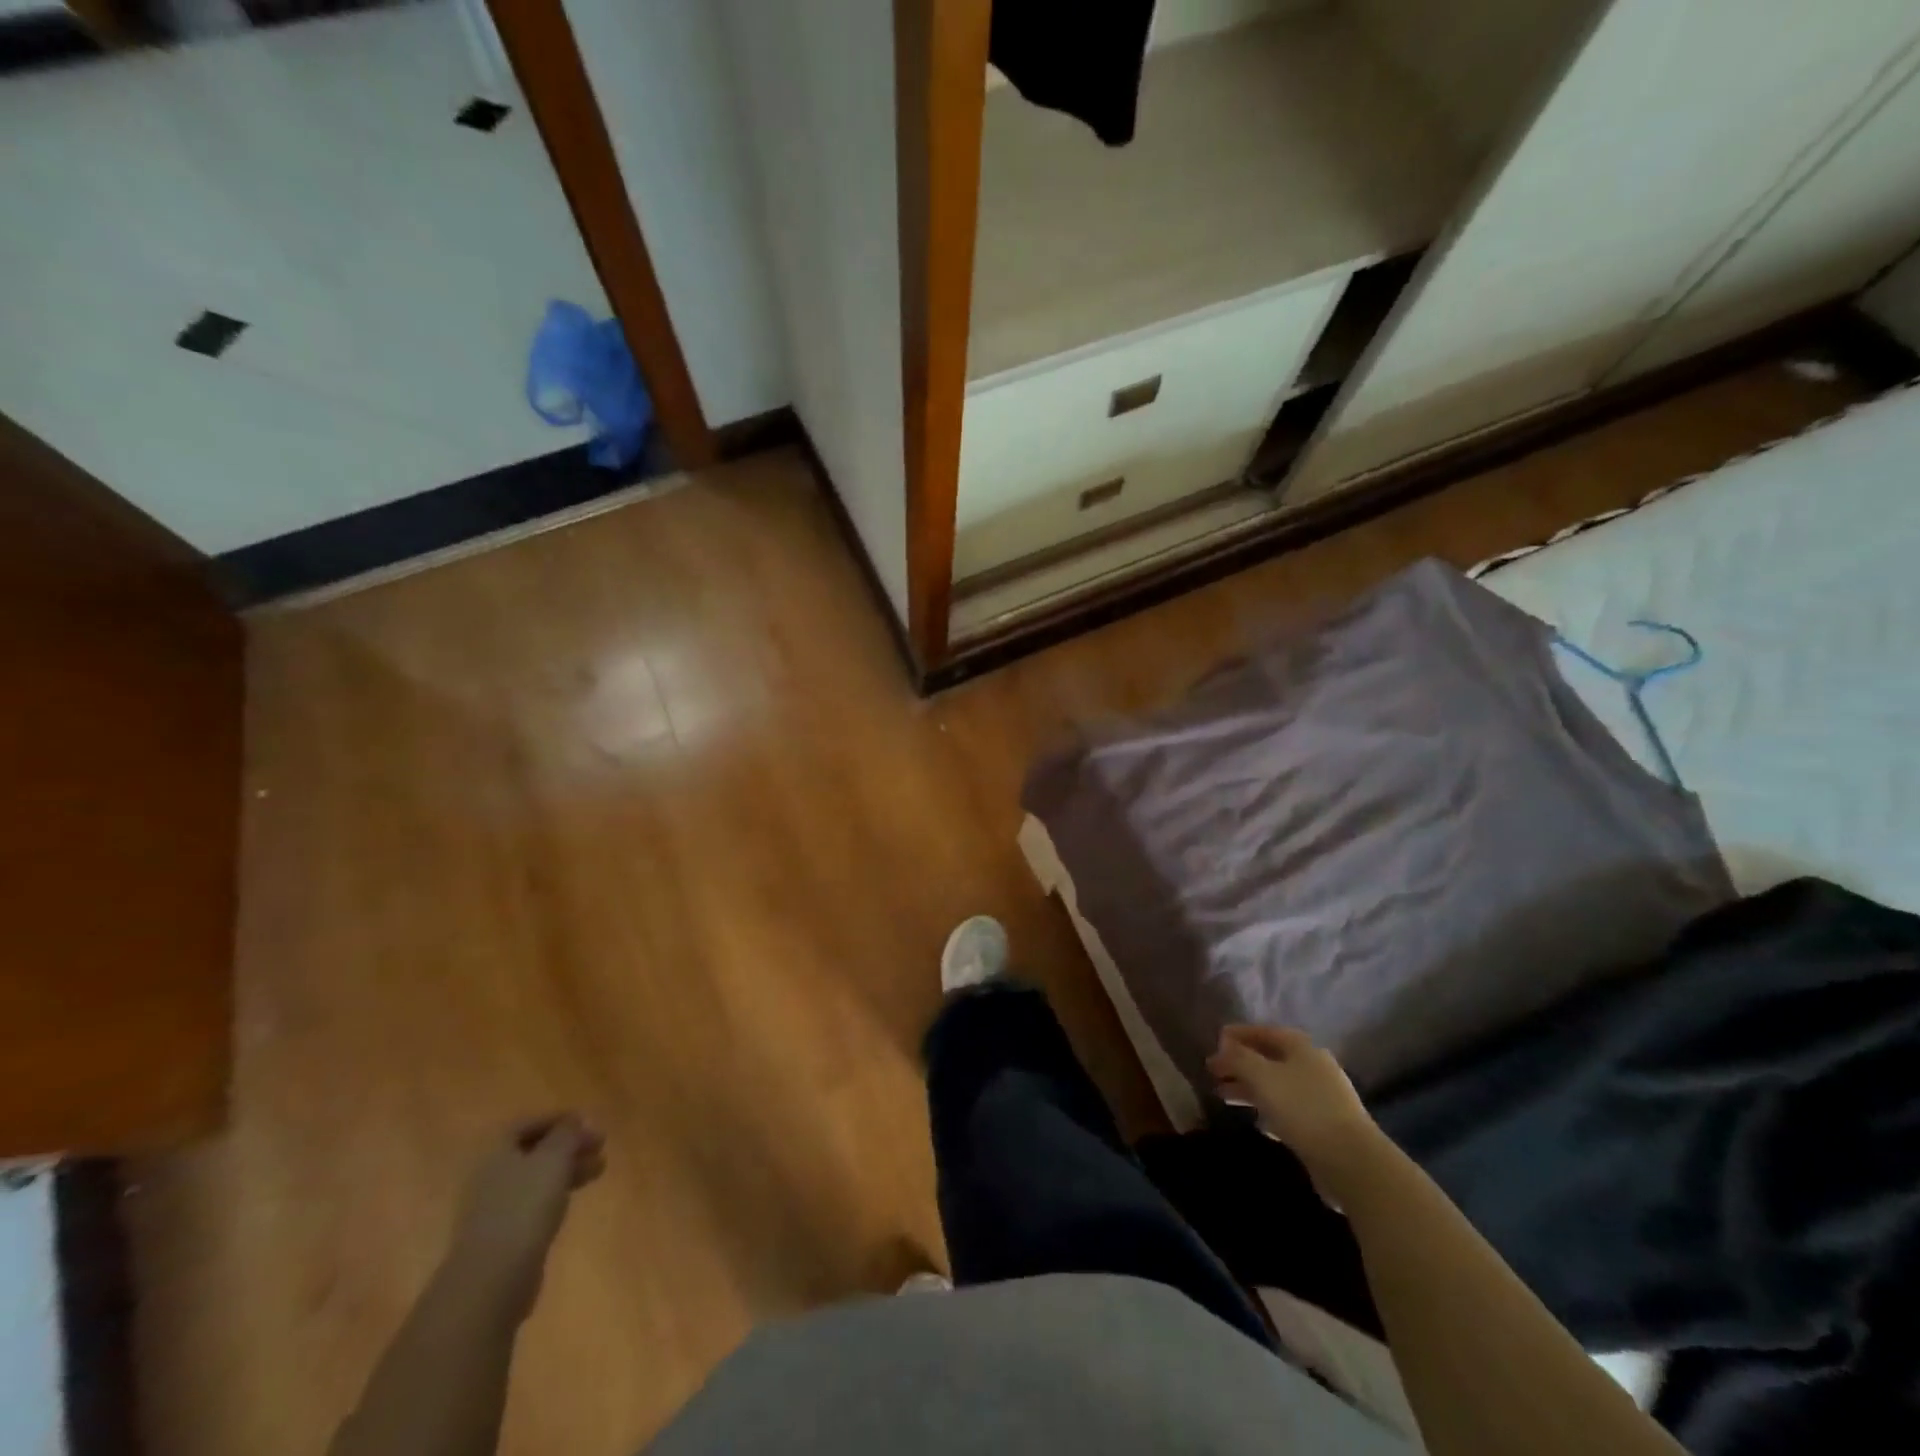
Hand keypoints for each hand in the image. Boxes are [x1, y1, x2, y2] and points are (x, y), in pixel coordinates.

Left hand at [449, 1115, 605, 1320]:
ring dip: (567, 1169)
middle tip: (600, 1146)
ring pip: (536, 1179)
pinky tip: (573, 1200)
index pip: (525, 1124)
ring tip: (599, 1170)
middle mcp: (489, 1177)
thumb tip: (573, 1120)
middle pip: (533, 1151)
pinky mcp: (502, 1237)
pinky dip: (555, 1195)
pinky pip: (532, 1205)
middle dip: (568, 1146)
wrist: (492, 1279)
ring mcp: (493, 1209)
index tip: (586, 1122)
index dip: (556, 1120)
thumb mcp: (553, 1159)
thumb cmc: (524, 1206)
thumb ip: (566, 1134)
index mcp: (495, 1153)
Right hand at [1207, 1026, 1384, 1190]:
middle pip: (1269, 1059)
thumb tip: (1223, 1046)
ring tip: (1224, 1097)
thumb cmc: (1302, 1108)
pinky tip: (1257, 1122)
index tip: (1214, 1042)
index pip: (1263, 1031)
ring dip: (1250, 1089)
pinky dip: (1270, 1110)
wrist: (1351, 1161)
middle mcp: (1313, 1066)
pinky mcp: (1326, 1125)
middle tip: (1213, 1073)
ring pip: (1278, 1085)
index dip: (1237, 1035)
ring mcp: (1322, 1097)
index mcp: (1300, 1047)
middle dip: (1240, 1065)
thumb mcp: (1261, 1076)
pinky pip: (1289, 1110)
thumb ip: (1238, 1058)